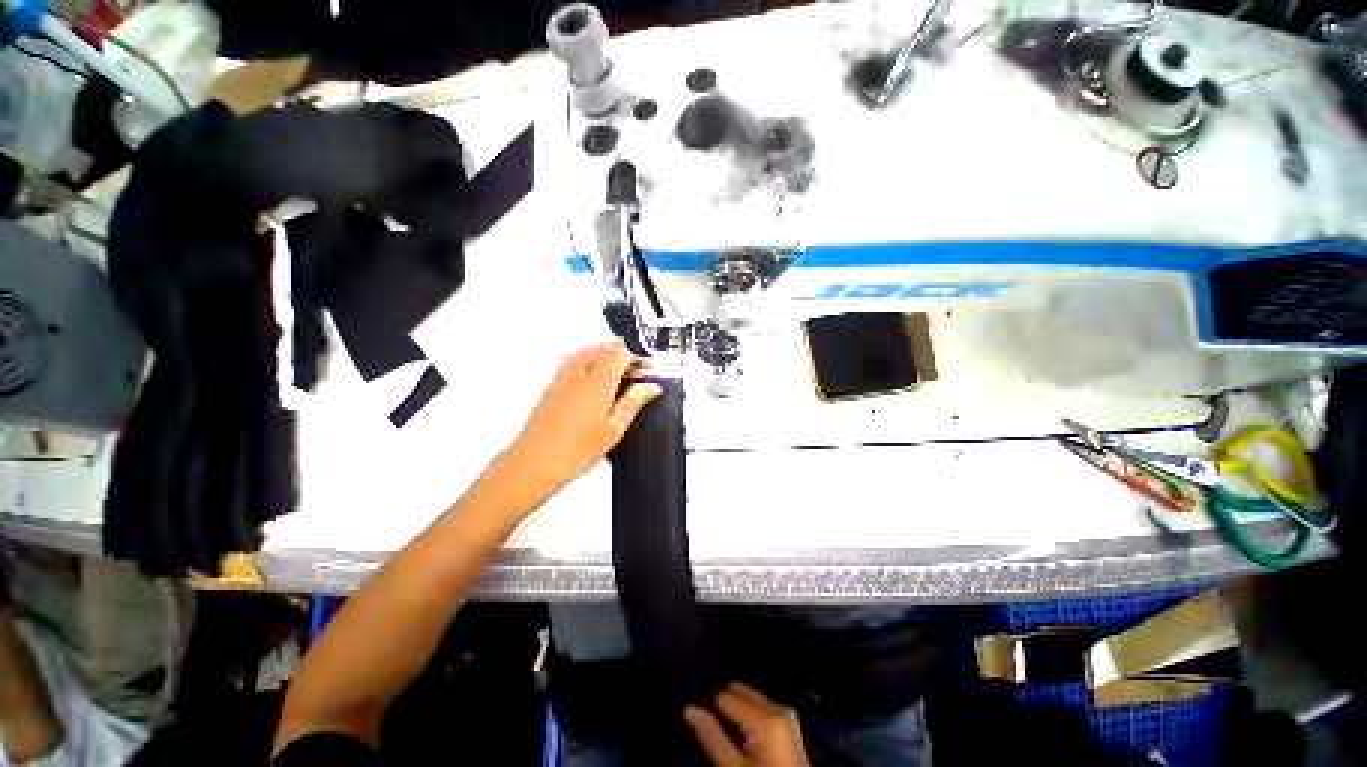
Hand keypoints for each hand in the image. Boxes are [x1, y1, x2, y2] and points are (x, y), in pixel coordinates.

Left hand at [493, 339, 659, 510]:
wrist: (534, 463)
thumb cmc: (575, 451)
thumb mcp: (614, 430)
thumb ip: (633, 403)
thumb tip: (651, 388)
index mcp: (597, 382)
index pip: (619, 352)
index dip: (635, 356)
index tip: (645, 369)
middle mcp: (578, 374)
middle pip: (602, 347)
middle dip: (621, 352)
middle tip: (634, 370)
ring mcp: (562, 378)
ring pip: (585, 350)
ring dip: (603, 354)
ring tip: (616, 371)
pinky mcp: (551, 386)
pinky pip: (571, 360)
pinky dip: (586, 360)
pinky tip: (591, 378)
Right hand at [685, 684, 810, 766]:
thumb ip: (712, 736)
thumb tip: (688, 708)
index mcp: (765, 717)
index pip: (725, 696)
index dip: (709, 706)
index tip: (698, 717)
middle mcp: (777, 707)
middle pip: (740, 692)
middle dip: (724, 703)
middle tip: (710, 724)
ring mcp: (786, 713)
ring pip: (751, 698)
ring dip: (736, 708)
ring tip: (723, 729)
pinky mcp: (789, 722)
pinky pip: (762, 707)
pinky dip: (749, 714)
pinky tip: (741, 732)